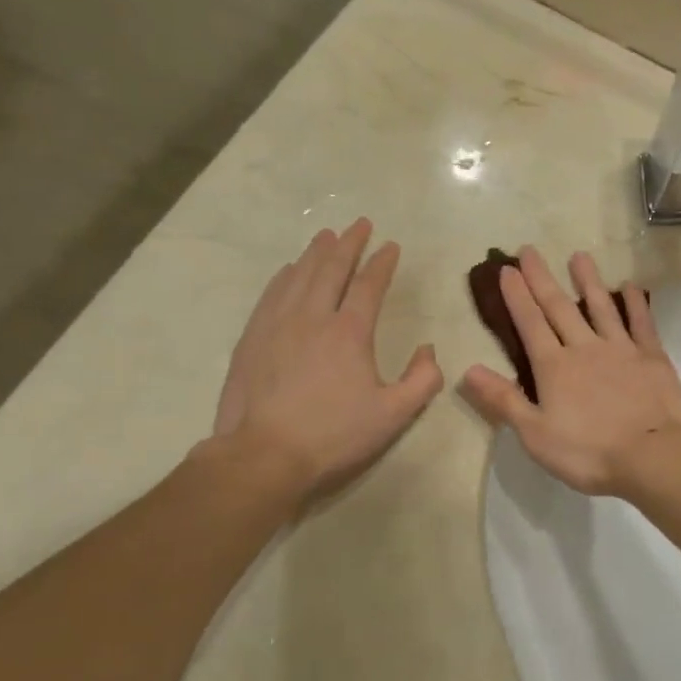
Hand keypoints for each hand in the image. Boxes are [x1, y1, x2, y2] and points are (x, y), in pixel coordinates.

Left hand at [204, 219, 443, 504]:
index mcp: (350, 332)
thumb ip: (422, 380)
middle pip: (332, 268)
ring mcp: (278, 324)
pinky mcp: (253, 338)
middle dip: (349, 243)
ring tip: (326, 235)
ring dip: (316, 252)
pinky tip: (289, 269)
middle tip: (360, 224)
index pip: (369, 285)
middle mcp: (313, 317)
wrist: (263, 455)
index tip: (391, 245)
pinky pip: (271, 294)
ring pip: (300, 275)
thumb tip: (428, 349)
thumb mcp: (393, 415)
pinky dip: (284, 276)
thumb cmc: (333, 436)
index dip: (382, 263)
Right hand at [460, 248, 680, 496]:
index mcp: (555, 367)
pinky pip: (641, 323)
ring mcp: (621, 349)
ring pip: (601, 306)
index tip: (507, 269)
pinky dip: (634, 304)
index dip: (517, 297)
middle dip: (542, 278)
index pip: (530, 324)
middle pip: (559, 307)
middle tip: (530, 249)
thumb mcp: (535, 434)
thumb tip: (468, 370)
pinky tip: (630, 287)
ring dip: (588, 280)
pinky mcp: (652, 357)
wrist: (654, 456)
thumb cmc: (589, 452)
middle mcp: (585, 348)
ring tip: (579, 255)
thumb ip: (504, 400)